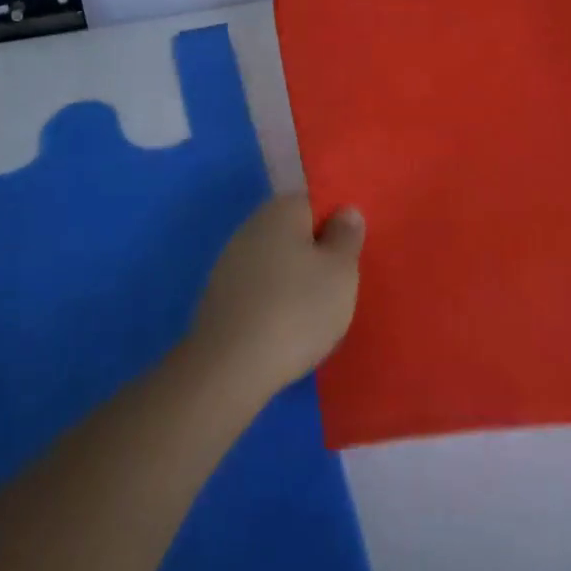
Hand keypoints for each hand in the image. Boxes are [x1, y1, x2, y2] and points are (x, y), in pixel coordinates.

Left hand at [186, 195, 365, 399]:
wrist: (230, 367)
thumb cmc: (296, 310)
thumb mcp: (340, 272)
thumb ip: (346, 236)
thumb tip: (345, 211)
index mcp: (281, 210)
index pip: (315, 202)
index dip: (337, 226)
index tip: (352, 256)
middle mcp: (251, 226)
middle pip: (294, 232)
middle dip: (316, 255)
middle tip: (340, 288)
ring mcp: (229, 261)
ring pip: (276, 262)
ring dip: (295, 281)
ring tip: (316, 315)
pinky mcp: (219, 297)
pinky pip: (258, 289)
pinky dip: (274, 303)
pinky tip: (286, 330)